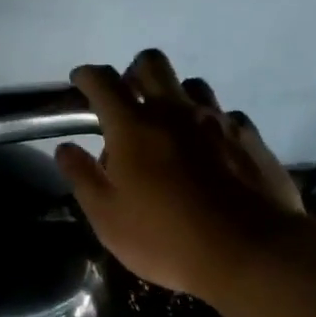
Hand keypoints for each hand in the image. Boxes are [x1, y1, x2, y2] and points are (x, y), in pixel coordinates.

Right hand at [55, 49, 305, 300]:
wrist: (249, 252)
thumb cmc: (165, 238)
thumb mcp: (108, 218)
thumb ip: (83, 178)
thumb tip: (65, 148)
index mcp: (134, 127)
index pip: (103, 83)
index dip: (87, 76)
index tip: (80, 80)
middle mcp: (175, 112)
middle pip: (152, 64)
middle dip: (132, 72)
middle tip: (126, 99)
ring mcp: (218, 121)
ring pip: (192, 84)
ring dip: (174, 95)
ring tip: (169, 125)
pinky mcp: (250, 138)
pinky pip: (226, 114)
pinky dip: (210, 123)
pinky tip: (209, 149)